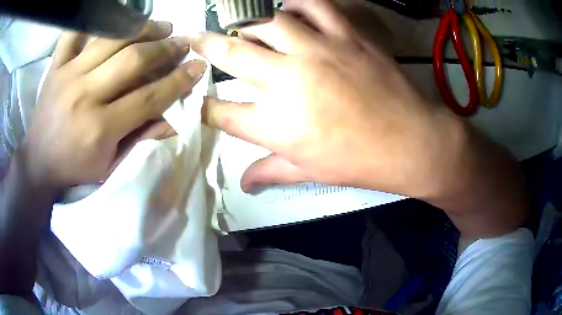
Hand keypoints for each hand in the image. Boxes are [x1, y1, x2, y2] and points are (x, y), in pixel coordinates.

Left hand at [20, 21, 206, 188]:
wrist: (38, 161)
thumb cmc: (75, 167)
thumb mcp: (110, 165)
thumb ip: (141, 138)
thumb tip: (176, 119)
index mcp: (99, 128)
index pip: (148, 97)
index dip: (177, 81)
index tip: (197, 67)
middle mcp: (84, 96)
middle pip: (132, 60)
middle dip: (164, 48)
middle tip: (181, 42)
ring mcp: (67, 75)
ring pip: (111, 38)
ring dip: (142, 28)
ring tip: (160, 27)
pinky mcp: (56, 66)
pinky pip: (75, 32)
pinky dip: (94, 19)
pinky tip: (115, 19)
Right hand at [192, 0, 462, 197]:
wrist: (411, 142)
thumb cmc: (360, 163)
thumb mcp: (311, 173)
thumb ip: (270, 172)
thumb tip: (243, 184)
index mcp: (276, 125)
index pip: (221, 112)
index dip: (203, 104)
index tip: (196, 97)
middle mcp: (287, 82)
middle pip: (231, 55)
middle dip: (205, 46)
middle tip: (194, 38)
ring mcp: (317, 52)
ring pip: (266, 23)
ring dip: (247, 23)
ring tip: (242, 27)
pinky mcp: (346, 36)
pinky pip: (313, 6)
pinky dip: (295, 3)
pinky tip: (287, 9)